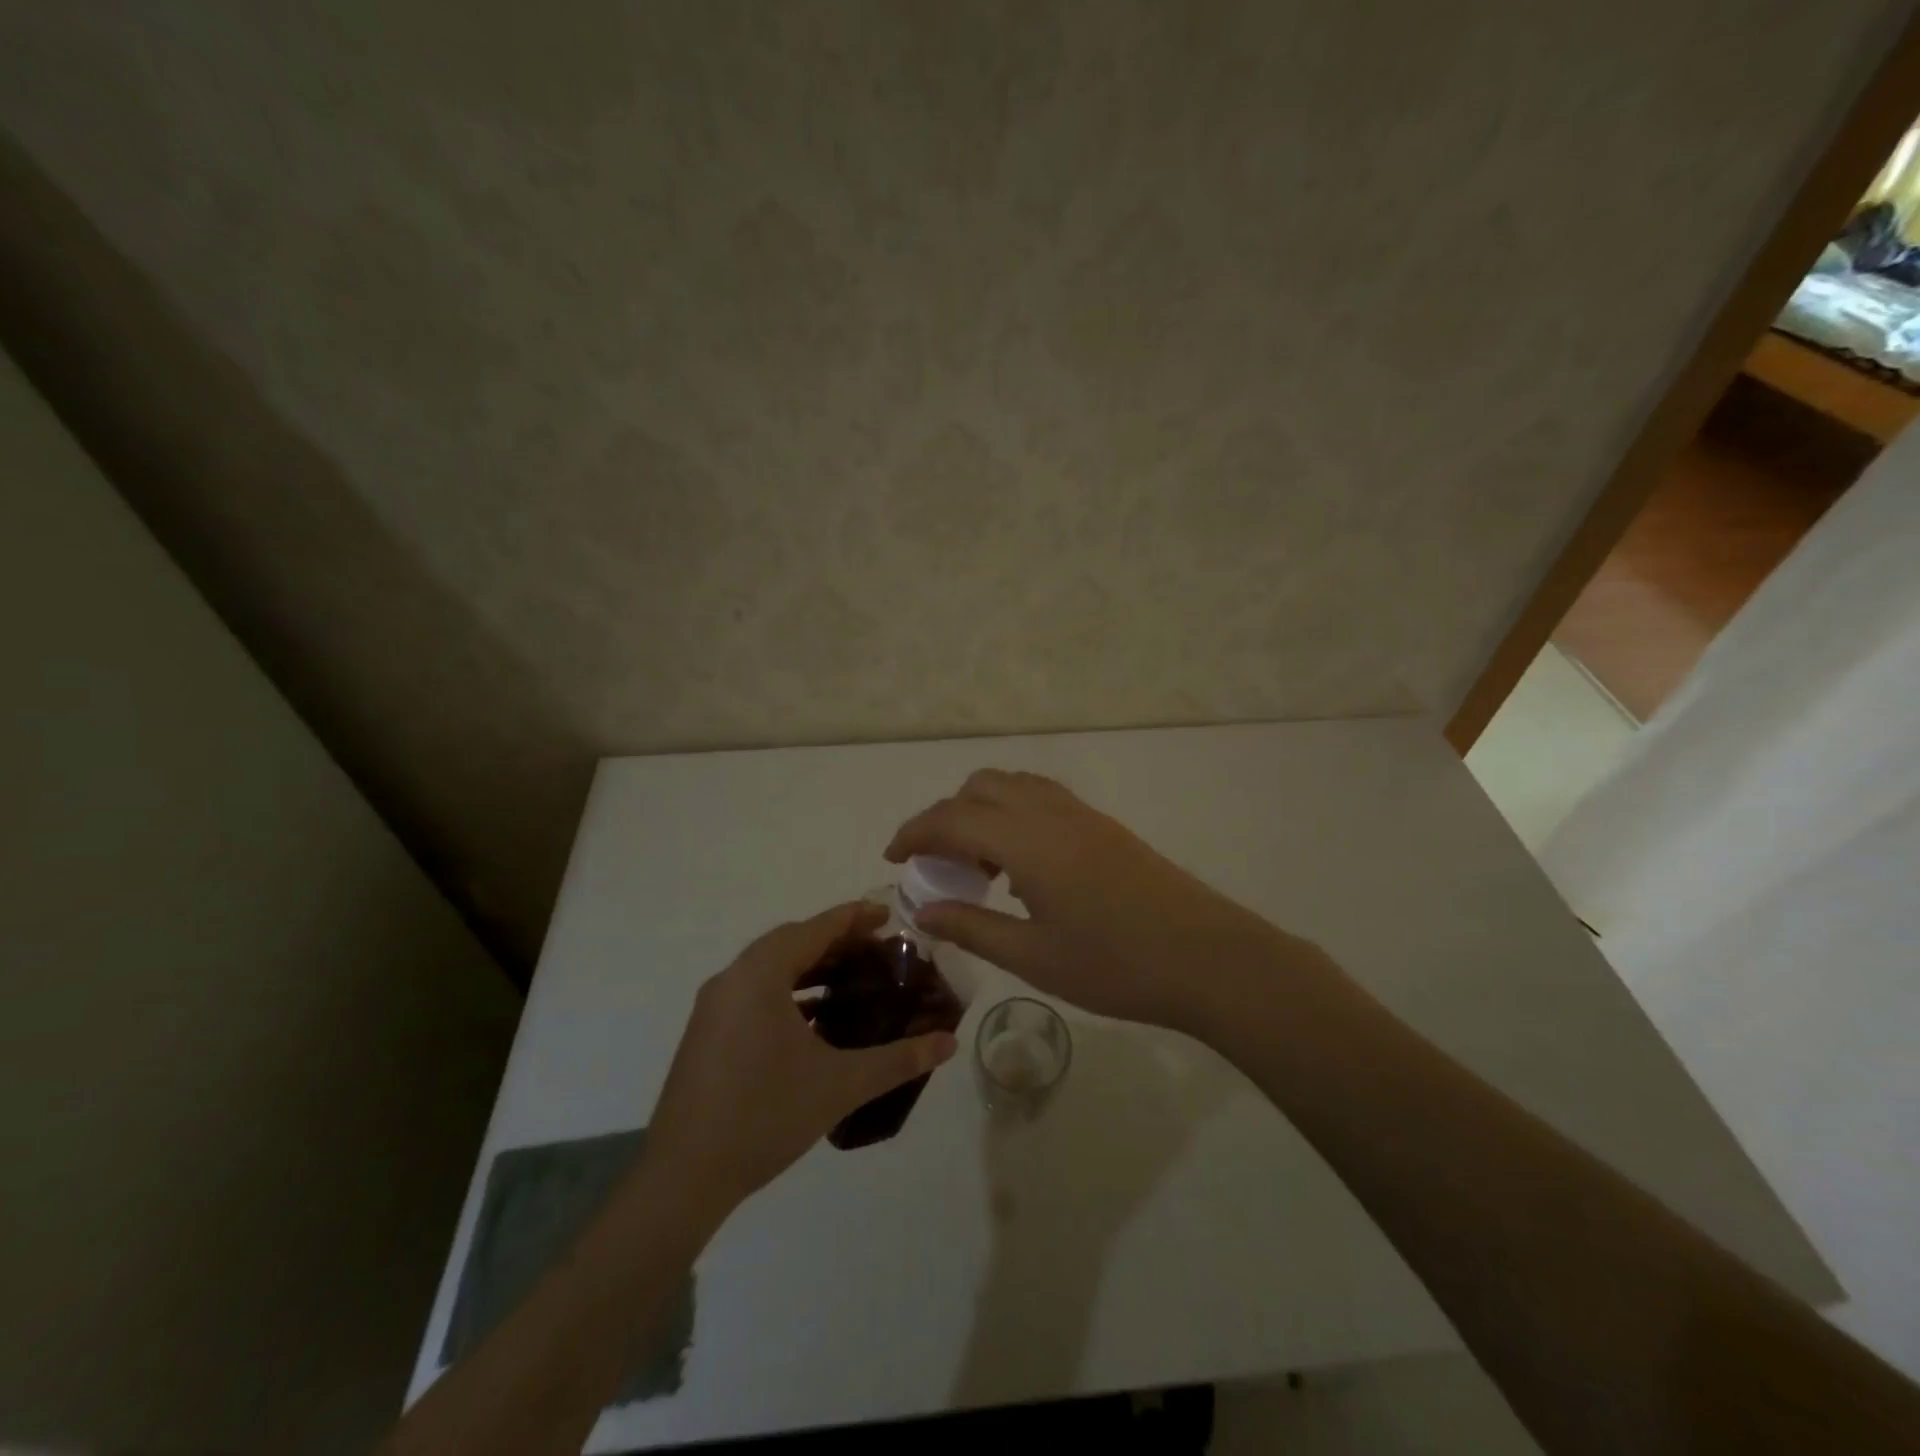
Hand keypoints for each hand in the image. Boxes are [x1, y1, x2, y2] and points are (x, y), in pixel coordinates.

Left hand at [645, 902, 958, 1215]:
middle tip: (878, 950)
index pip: (815, 928)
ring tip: (852, 980)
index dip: (855, 918)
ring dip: (811, 966)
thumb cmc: (765, 1115)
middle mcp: (733, 978)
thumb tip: (950, 1042)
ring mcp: (714, 1006)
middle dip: (836, 941)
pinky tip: (815, 1020)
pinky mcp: (706, 1032)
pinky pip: (754, 991)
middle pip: (791, 941)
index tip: (889, 916)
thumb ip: (899, 1059)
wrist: (683, 1176)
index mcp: (760, 974)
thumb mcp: (841, 1084)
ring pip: (770, 967)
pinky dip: (788, 991)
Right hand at [887, 770, 1293, 1033]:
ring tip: (977, 865)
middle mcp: (1050, 812)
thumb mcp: (1033, 957)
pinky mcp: (1103, 826)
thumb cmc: (1116, 965)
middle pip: (979, 787)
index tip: (893, 858)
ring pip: (1013, 785)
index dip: (914, 833)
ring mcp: (1081, 815)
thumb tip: (923, 911)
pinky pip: (1041, 798)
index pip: (952, 818)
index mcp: (1027, 841)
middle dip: (945, 816)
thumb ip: (972, 928)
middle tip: (937, 865)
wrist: (1209, 959)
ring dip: (981, 810)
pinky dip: (1012, 814)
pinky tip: (1020, 865)